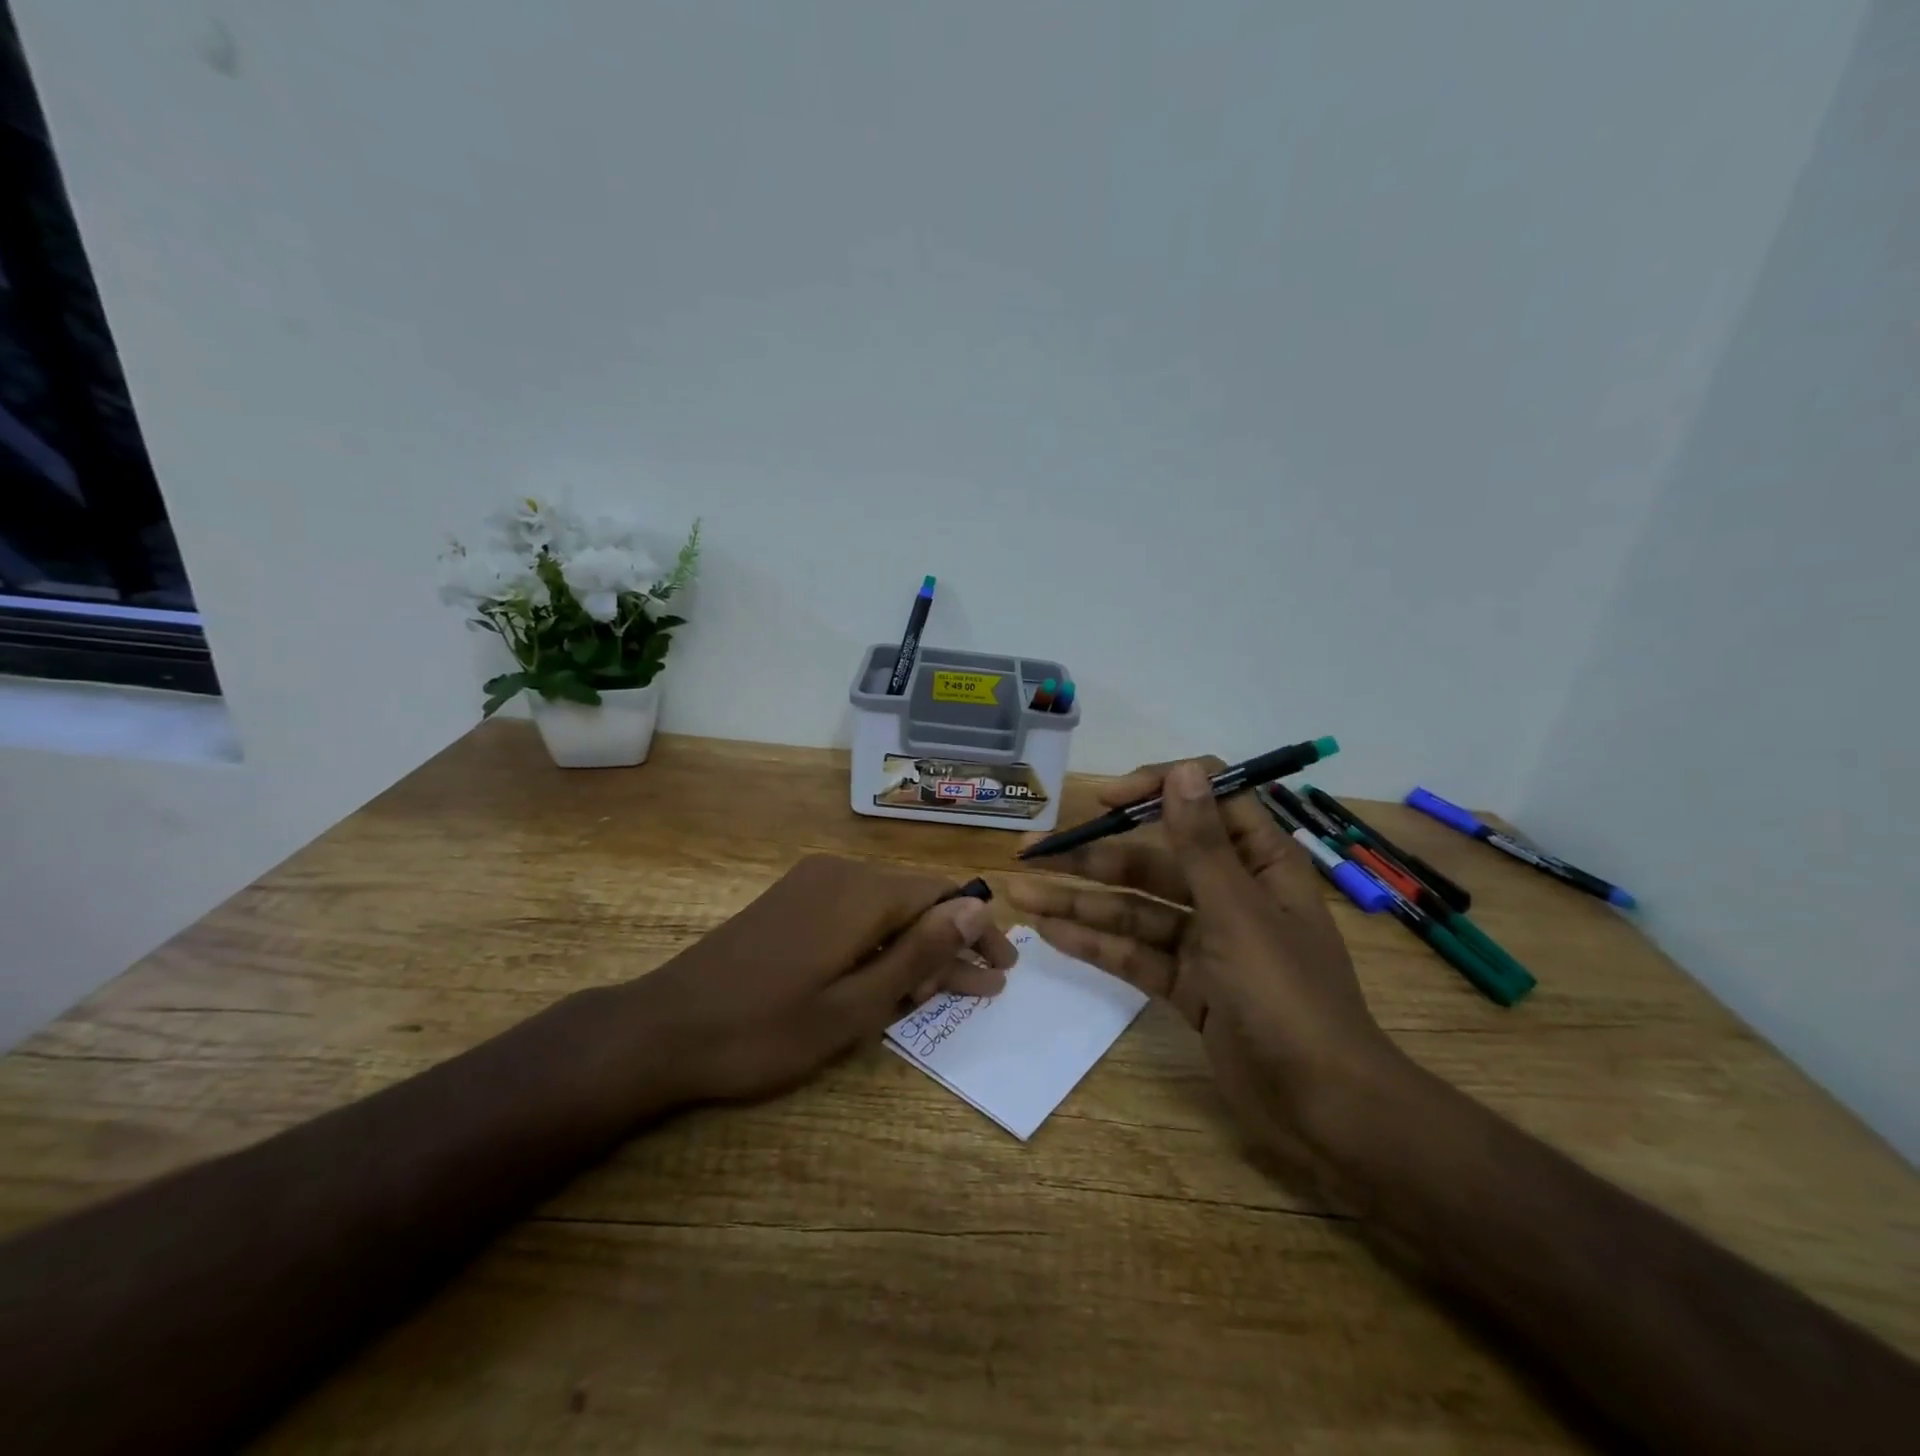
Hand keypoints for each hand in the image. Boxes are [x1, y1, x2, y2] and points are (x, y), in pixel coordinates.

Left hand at [628, 854, 1015, 1105]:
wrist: (663, 1029)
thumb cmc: (764, 1030)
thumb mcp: (854, 1005)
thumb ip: (919, 953)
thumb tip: (976, 908)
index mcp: (861, 892)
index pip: (943, 896)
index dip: (979, 930)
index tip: (1004, 968)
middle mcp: (840, 873)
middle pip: (915, 900)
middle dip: (950, 944)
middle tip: (983, 989)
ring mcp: (811, 884)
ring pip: (886, 909)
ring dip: (916, 948)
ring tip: (942, 992)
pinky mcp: (791, 901)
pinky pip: (853, 913)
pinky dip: (880, 944)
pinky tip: (889, 980)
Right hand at [1008, 760, 1409, 1186]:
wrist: (1323, 1108)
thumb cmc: (1287, 996)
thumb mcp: (1238, 912)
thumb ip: (1202, 843)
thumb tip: (1183, 769)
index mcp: (1258, 862)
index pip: (1206, 800)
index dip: (1155, 789)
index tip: (1105, 800)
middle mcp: (1229, 892)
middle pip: (1153, 858)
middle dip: (1093, 854)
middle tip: (1032, 851)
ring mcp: (1205, 940)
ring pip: (1134, 907)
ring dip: (1080, 900)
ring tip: (1020, 893)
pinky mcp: (1187, 983)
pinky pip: (1134, 952)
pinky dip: (1095, 942)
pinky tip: (1049, 933)